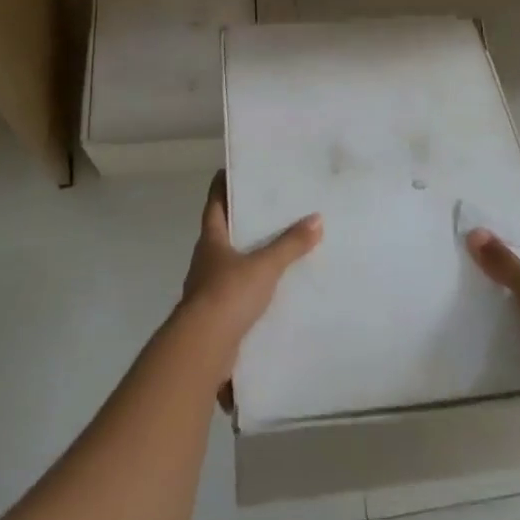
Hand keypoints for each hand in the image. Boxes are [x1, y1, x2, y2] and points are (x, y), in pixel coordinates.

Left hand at [180, 172, 322, 402]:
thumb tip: (317, 218)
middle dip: (241, 223)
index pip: (214, 204)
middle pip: (222, 234)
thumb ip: (290, 245)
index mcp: (211, 240)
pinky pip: (236, 296)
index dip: (222, 186)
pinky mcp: (215, 317)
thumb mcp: (264, 266)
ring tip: (276, 251)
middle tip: (267, 210)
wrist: (203, 349)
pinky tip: (271, 293)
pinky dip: (251, 291)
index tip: (232, 171)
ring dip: (247, 259)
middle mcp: (205, 261)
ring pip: (229, 266)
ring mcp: (207, 290)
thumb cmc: (228, 294)